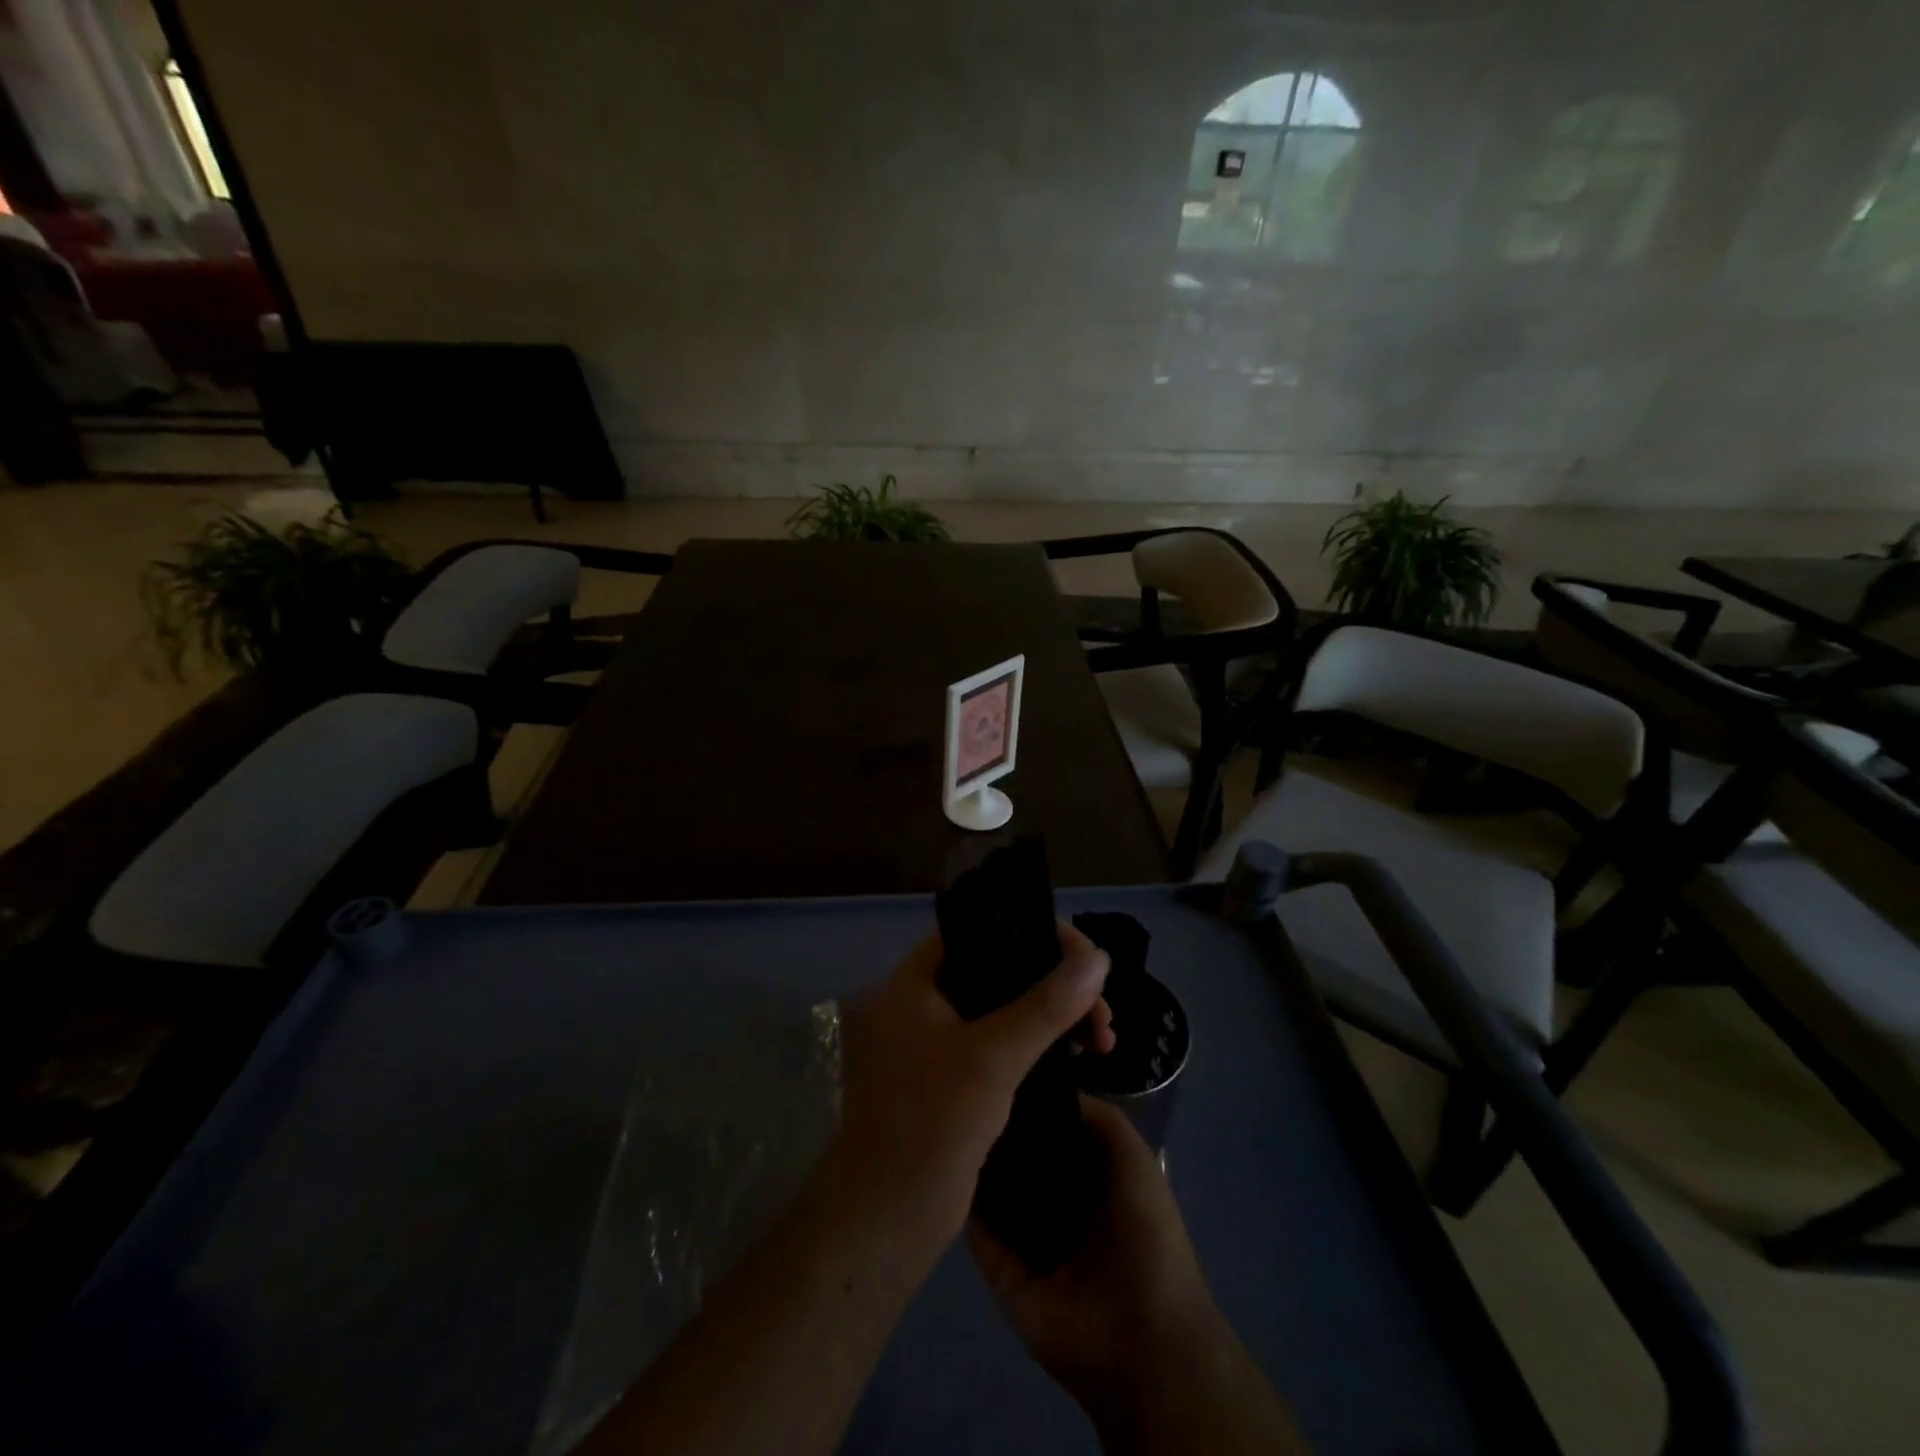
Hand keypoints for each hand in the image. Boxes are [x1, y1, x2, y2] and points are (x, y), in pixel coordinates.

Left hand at [824, 923, 1114, 1258]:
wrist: (886, 1221)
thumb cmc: (930, 1124)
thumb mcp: (992, 1057)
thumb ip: (1047, 1004)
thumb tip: (1099, 957)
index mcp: (914, 982)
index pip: (977, 929)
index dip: (1030, 930)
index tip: (1081, 954)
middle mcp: (923, 1003)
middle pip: (998, 968)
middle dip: (1054, 981)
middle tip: (1102, 1010)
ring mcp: (937, 1043)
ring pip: (1005, 1009)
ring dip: (1053, 1016)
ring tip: (1103, 1038)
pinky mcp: (952, 1080)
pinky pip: (1002, 1043)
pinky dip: (1038, 1044)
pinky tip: (1078, 1058)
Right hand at [968, 1097, 1220, 1409]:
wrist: (1139, 1334)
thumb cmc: (1143, 1231)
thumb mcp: (1131, 1155)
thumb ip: (1094, 1115)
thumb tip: (1043, 1088)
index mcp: (1087, 1173)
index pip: (1047, 1126)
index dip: (1028, 1098)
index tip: (997, 1063)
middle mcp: (1054, 1200)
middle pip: (1016, 1153)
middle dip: (997, 1125)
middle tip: (965, 1087)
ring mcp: (1024, 1235)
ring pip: (990, 1185)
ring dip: (975, 1157)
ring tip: (946, 1114)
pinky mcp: (1000, 1268)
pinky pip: (974, 1225)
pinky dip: (961, 1197)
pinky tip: (943, 1159)